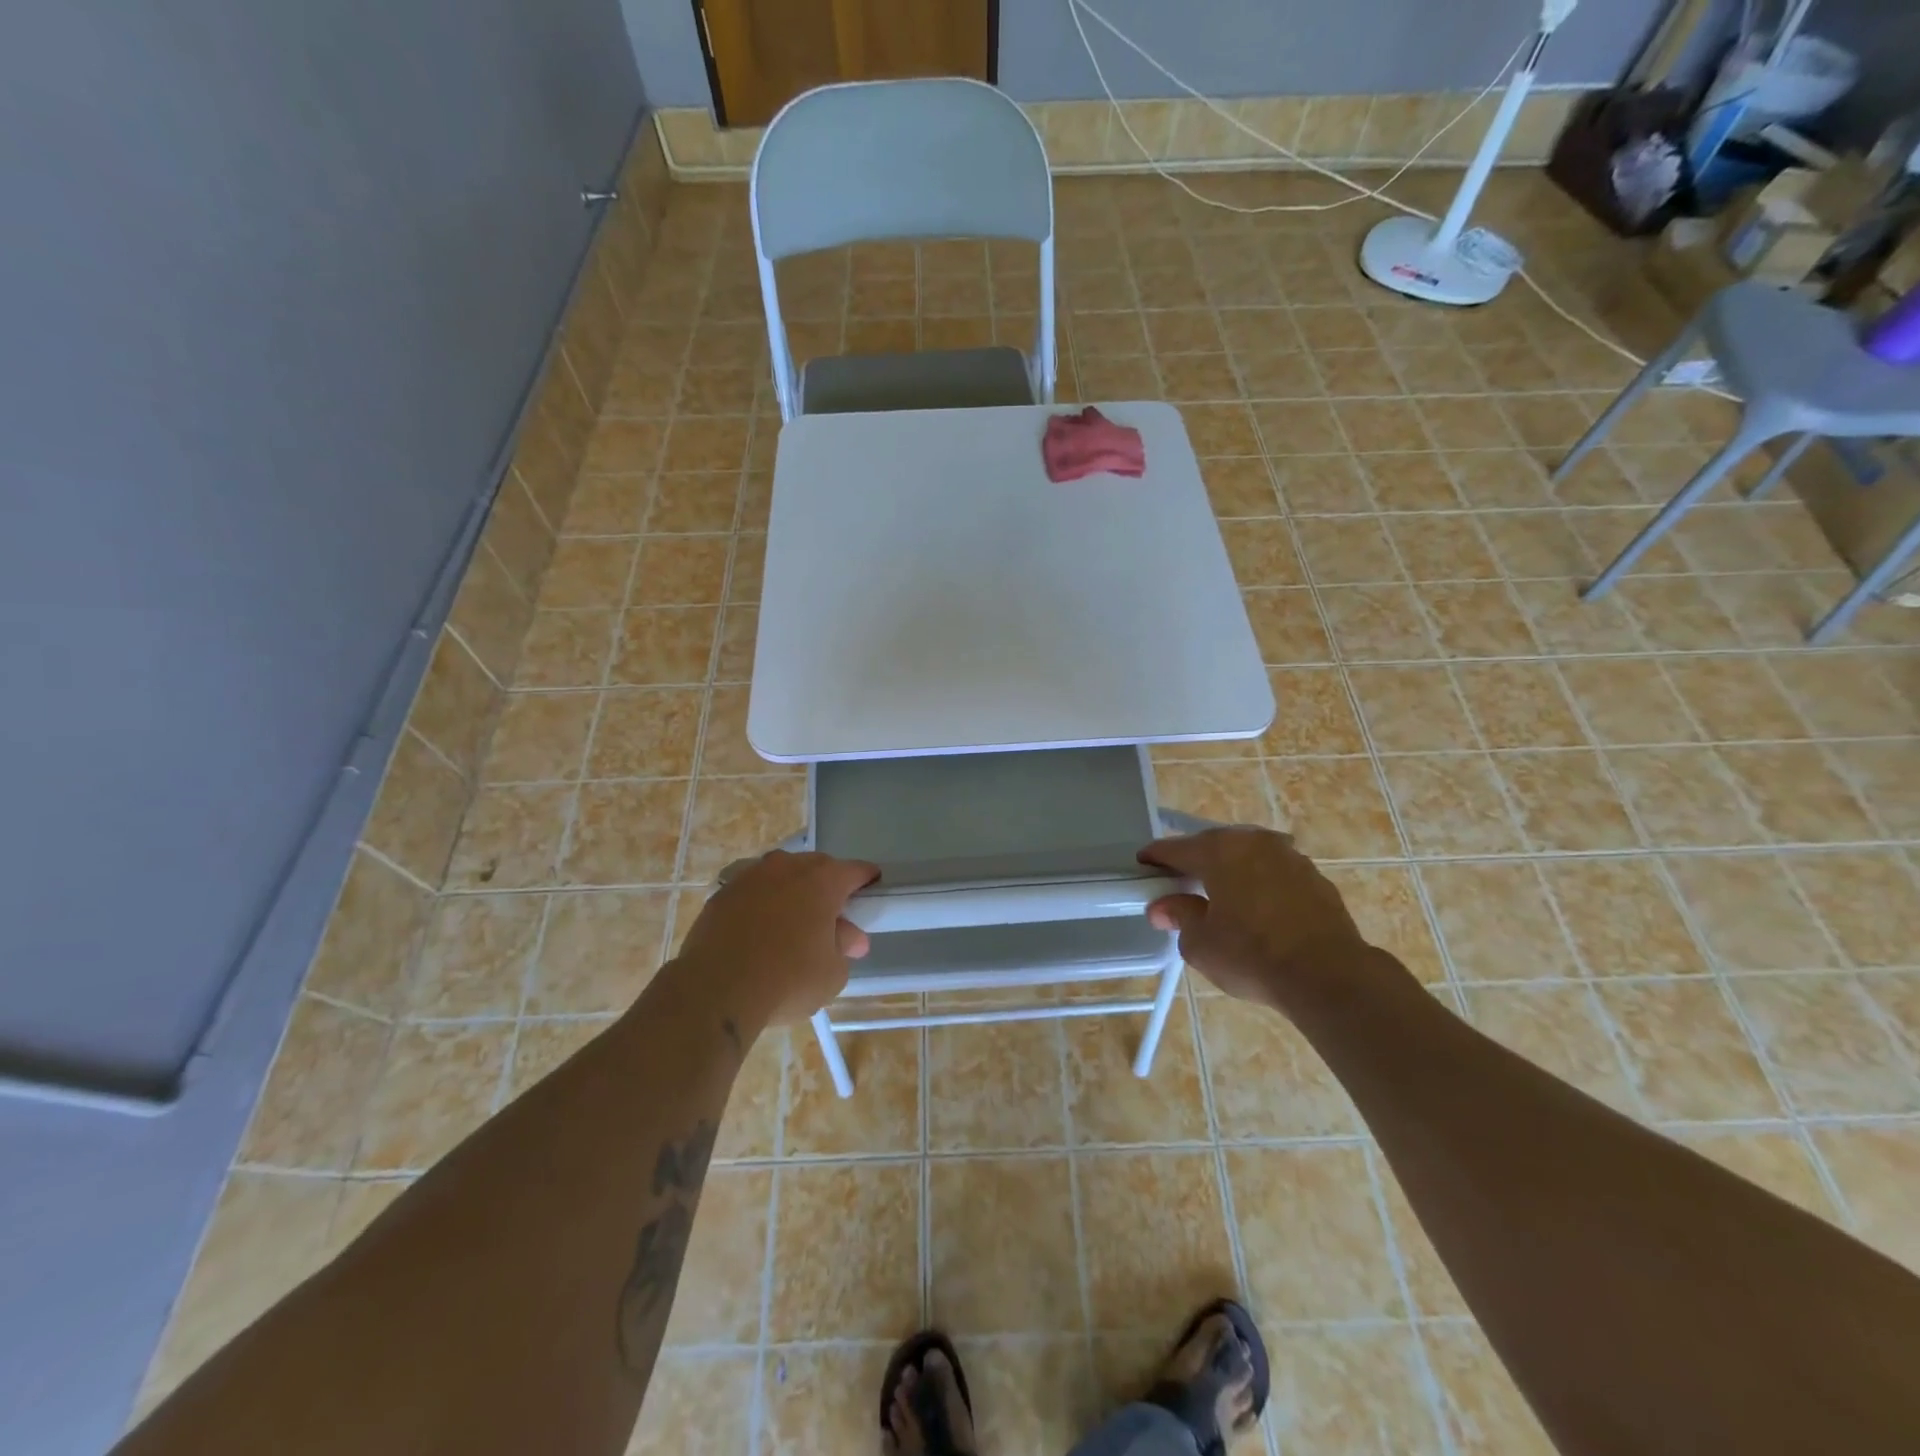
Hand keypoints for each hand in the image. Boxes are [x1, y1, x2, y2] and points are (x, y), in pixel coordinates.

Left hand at [674, 851, 879, 1026]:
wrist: (714, 989)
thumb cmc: (787, 980)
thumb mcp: (832, 973)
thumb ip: (845, 947)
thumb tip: (851, 937)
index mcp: (823, 880)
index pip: (856, 871)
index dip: (867, 881)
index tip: (871, 893)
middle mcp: (788, 866)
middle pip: (817, 867)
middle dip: (827, 886)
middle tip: (831, 916)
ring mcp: (751, 875)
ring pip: (781, 875)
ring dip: (791, 892)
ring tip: (792, 923)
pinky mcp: (722, 893)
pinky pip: (753, 891)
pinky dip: (761, 904)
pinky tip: (759, 930)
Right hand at [1139, 828, 1401, 1015]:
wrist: (1330, 975)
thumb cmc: (1252, 955)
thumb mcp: (1200, 943)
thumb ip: (1179, 917)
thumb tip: (1163, 907)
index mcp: (1219, 850)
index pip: (1175, 848)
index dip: (1155, 858)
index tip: (1143, 866)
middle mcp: (1254, 842)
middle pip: (1213, 845)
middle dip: (1195, 861)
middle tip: (1180, 883)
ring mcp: (1290, 857)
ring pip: (1248, 856)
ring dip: (1231, 870)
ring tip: (1221, 896)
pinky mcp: (1316, 878)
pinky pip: (1274, 874)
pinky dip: (1260, 884)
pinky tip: (1257, 909)